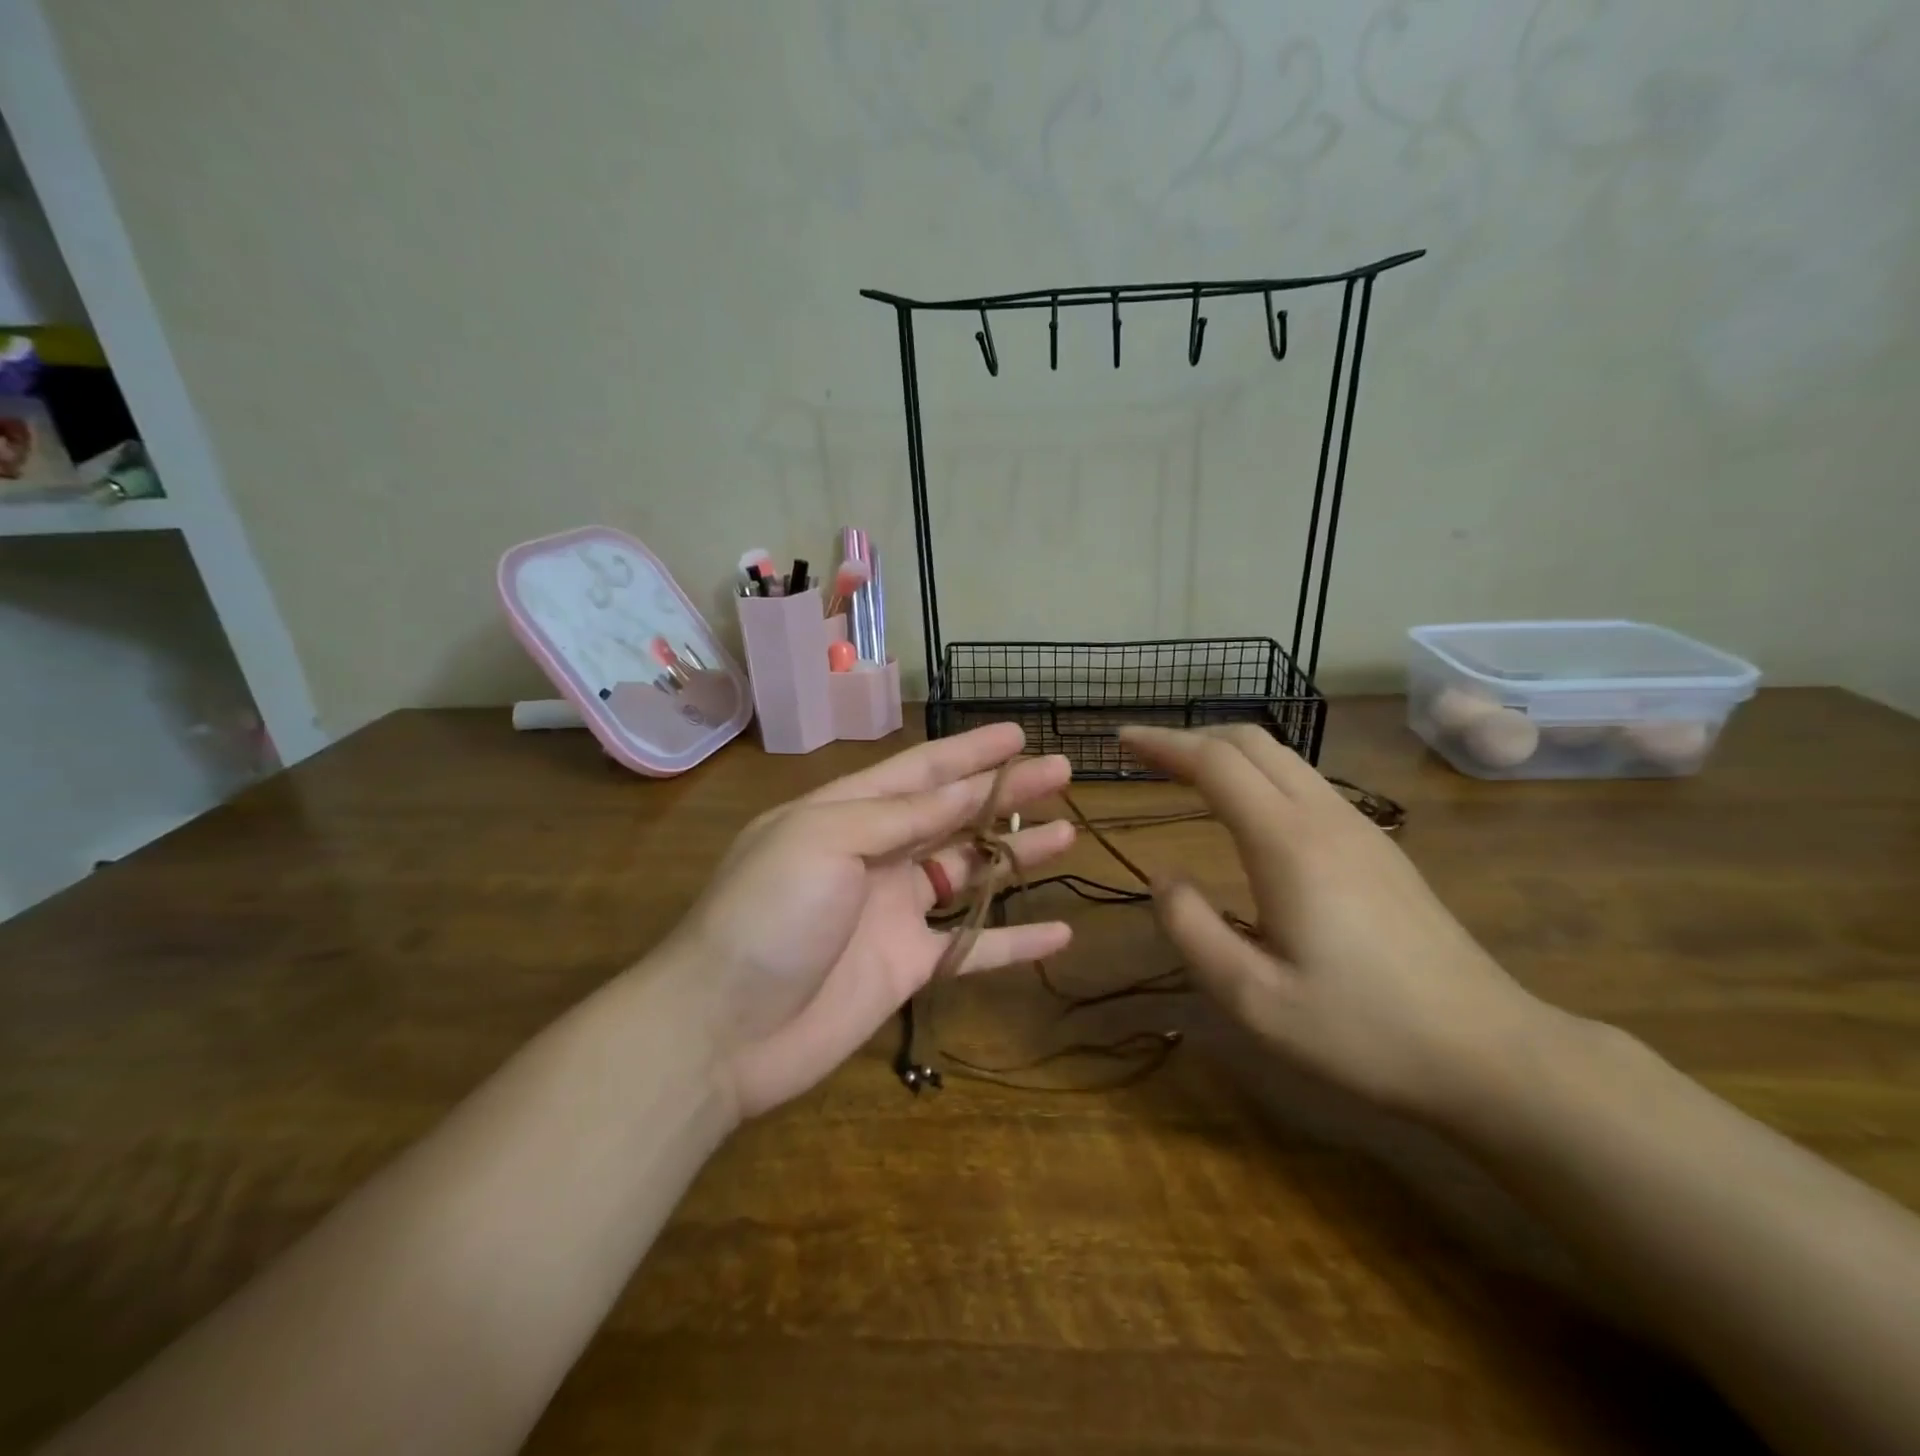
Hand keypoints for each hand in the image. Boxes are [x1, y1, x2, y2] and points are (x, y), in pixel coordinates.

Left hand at [672, 724, 1074, 1117]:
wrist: (721, 1030)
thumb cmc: (768, 914)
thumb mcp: (826, 840)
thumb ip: (898, 816)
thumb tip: (960, 790)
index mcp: (848, 813)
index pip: (921, 771)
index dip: (970, 751)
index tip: (1018, 734)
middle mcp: (874, 854)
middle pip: (953, 815)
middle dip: (1005, 794)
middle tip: (1062, 773)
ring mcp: (892, 913)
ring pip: (967, 873)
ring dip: (1015, 856)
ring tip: (1067, 834)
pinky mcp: (906, 966)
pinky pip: (970, 947)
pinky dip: (1013, 942)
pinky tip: (1060, 934)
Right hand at [1120, 724, 1547, 1122]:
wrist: (1489, 1051)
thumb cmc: (1362, 1031)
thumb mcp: (1253, 998)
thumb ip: (1191, 929)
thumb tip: (1163, 877)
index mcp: (1288, 844)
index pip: (1215, 763)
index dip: (1163, 744)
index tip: (1122, 741)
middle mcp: (1324, 817)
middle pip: (1251, 742)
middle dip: (1190, 736)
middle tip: (1144, 754)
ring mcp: (1359, 828)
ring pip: (1283, 757)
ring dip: (1226, 751)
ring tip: (1184, 773)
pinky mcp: (1377, 847)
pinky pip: (1305, 782)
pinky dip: (1258, 772)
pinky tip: (1245, 809)